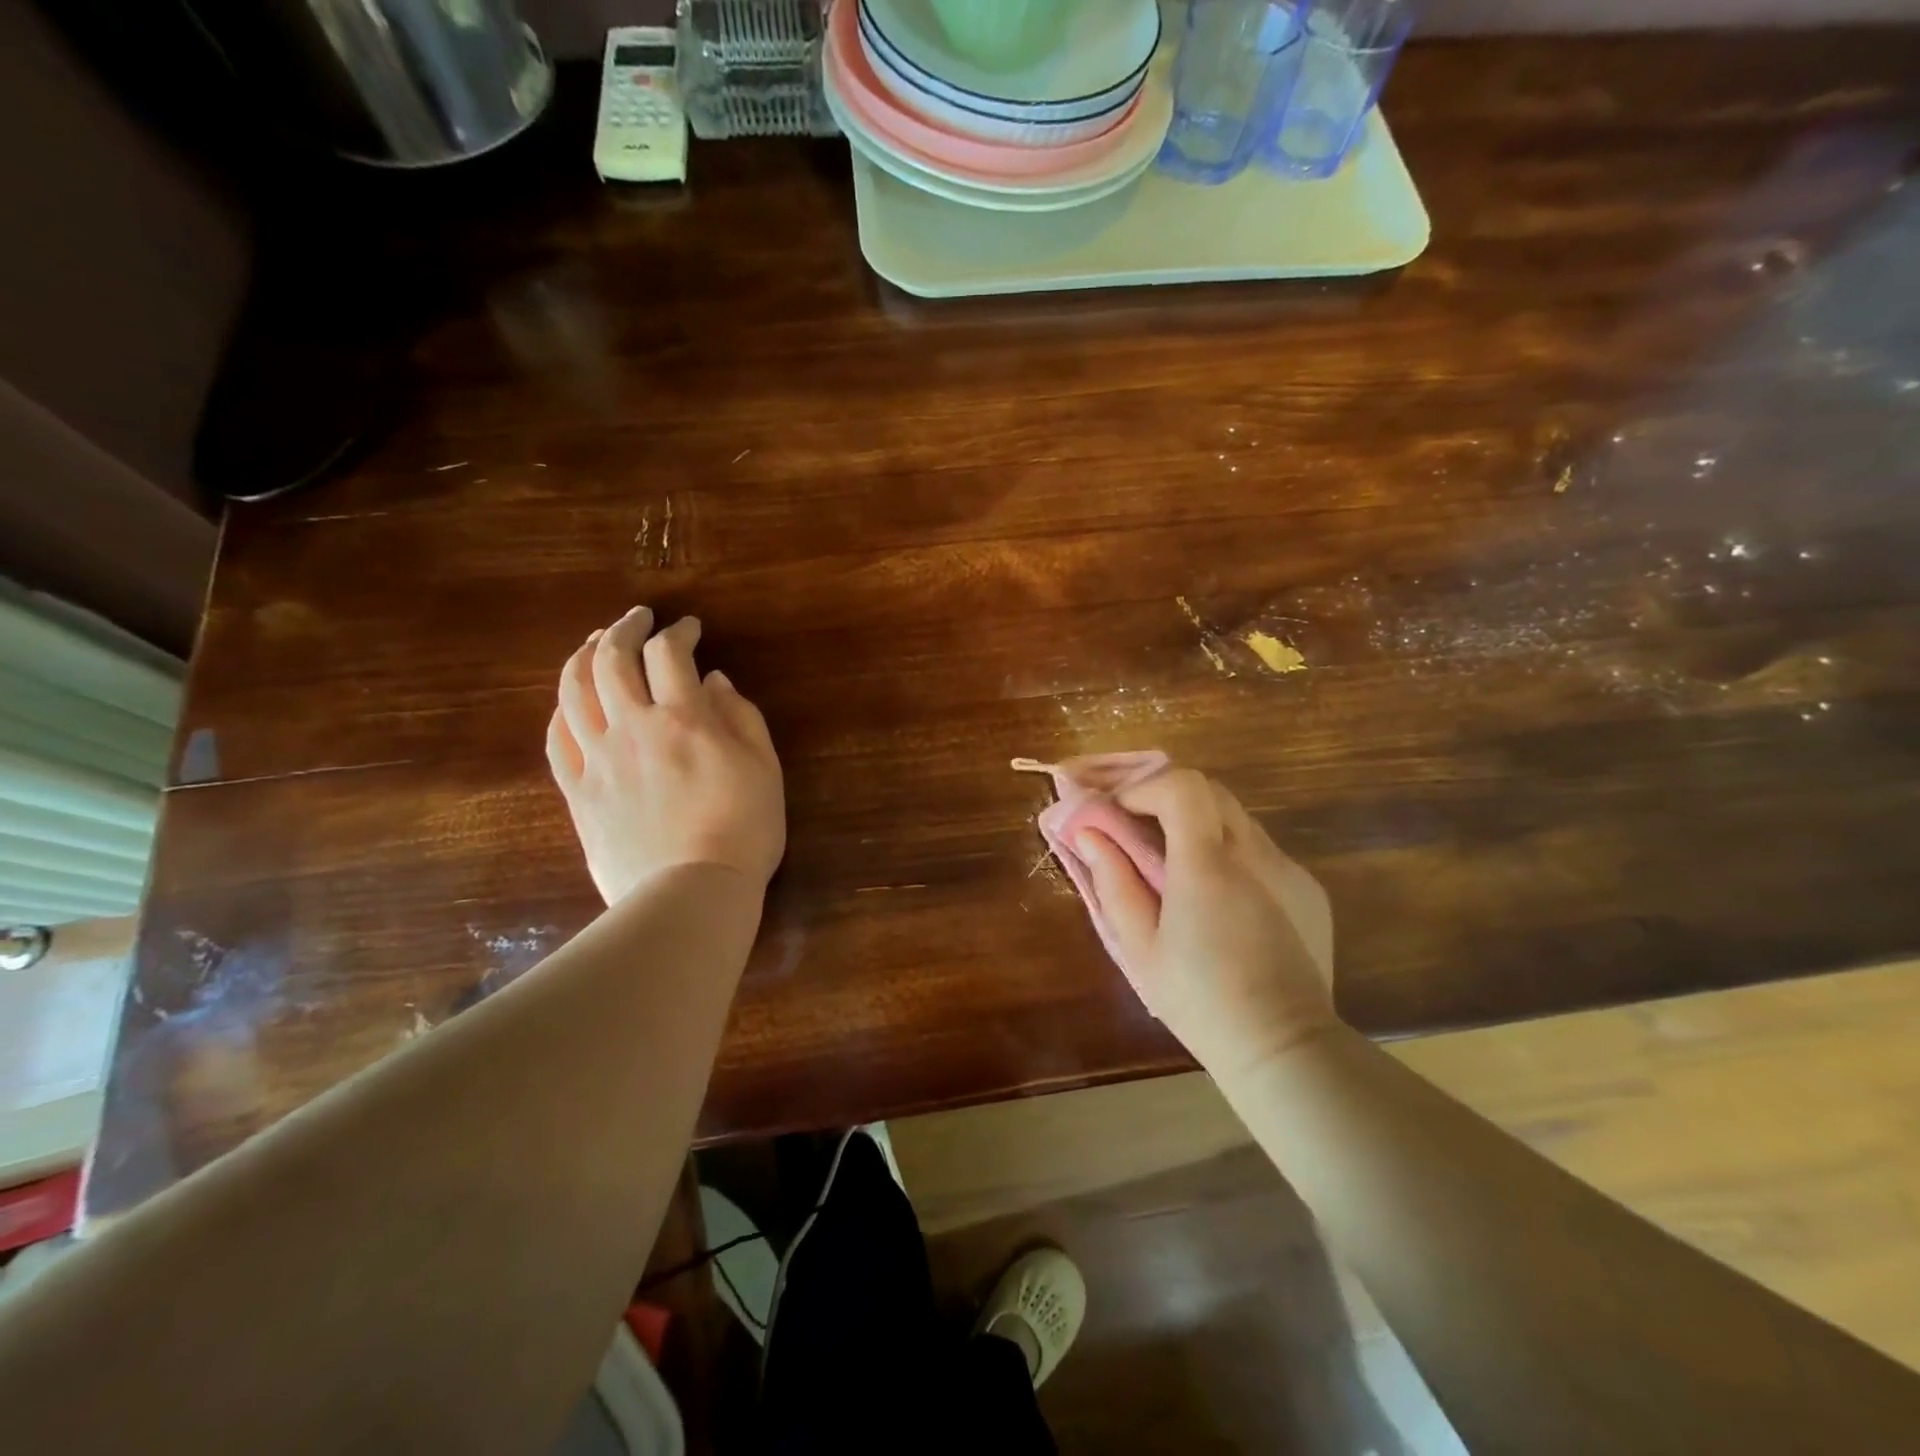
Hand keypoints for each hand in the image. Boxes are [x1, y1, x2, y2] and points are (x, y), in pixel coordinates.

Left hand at [546, 607, 785, 904]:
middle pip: (612, 660)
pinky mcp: (578, 792)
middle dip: (623, 628)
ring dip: (583, 656)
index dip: (679, 632)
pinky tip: (571, 701)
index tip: (689, 628)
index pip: (670, 654)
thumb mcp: (765, 768)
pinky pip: (557, 739)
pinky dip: (561, 709)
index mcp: (684, 720)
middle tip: (636, 618)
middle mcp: (633, 728)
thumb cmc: (744, 830)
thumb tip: (714, 682)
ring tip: (595, 643)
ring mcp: (598, 760)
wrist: (692, 893)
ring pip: (574, 691)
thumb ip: (742, 717)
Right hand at [1075, 767, 1336, 1079]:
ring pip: (1236, 818)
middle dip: (1167, 797)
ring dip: (1198, 824)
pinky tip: (1219, 898)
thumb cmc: (1199, 1001)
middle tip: (1137, 827)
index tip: (1118, 811)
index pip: (1182, 786)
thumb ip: (1112, 881)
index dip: (1145, 787)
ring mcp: (1289, 869)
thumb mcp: (1139, 947)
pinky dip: (1230, 853)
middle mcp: (1255, 855)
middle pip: (1210, 791)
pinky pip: (1261, 850)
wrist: (1284, 1049)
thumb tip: (1089, 833)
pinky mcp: (1308, 889)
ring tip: (1174, 865)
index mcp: (1208, 866)